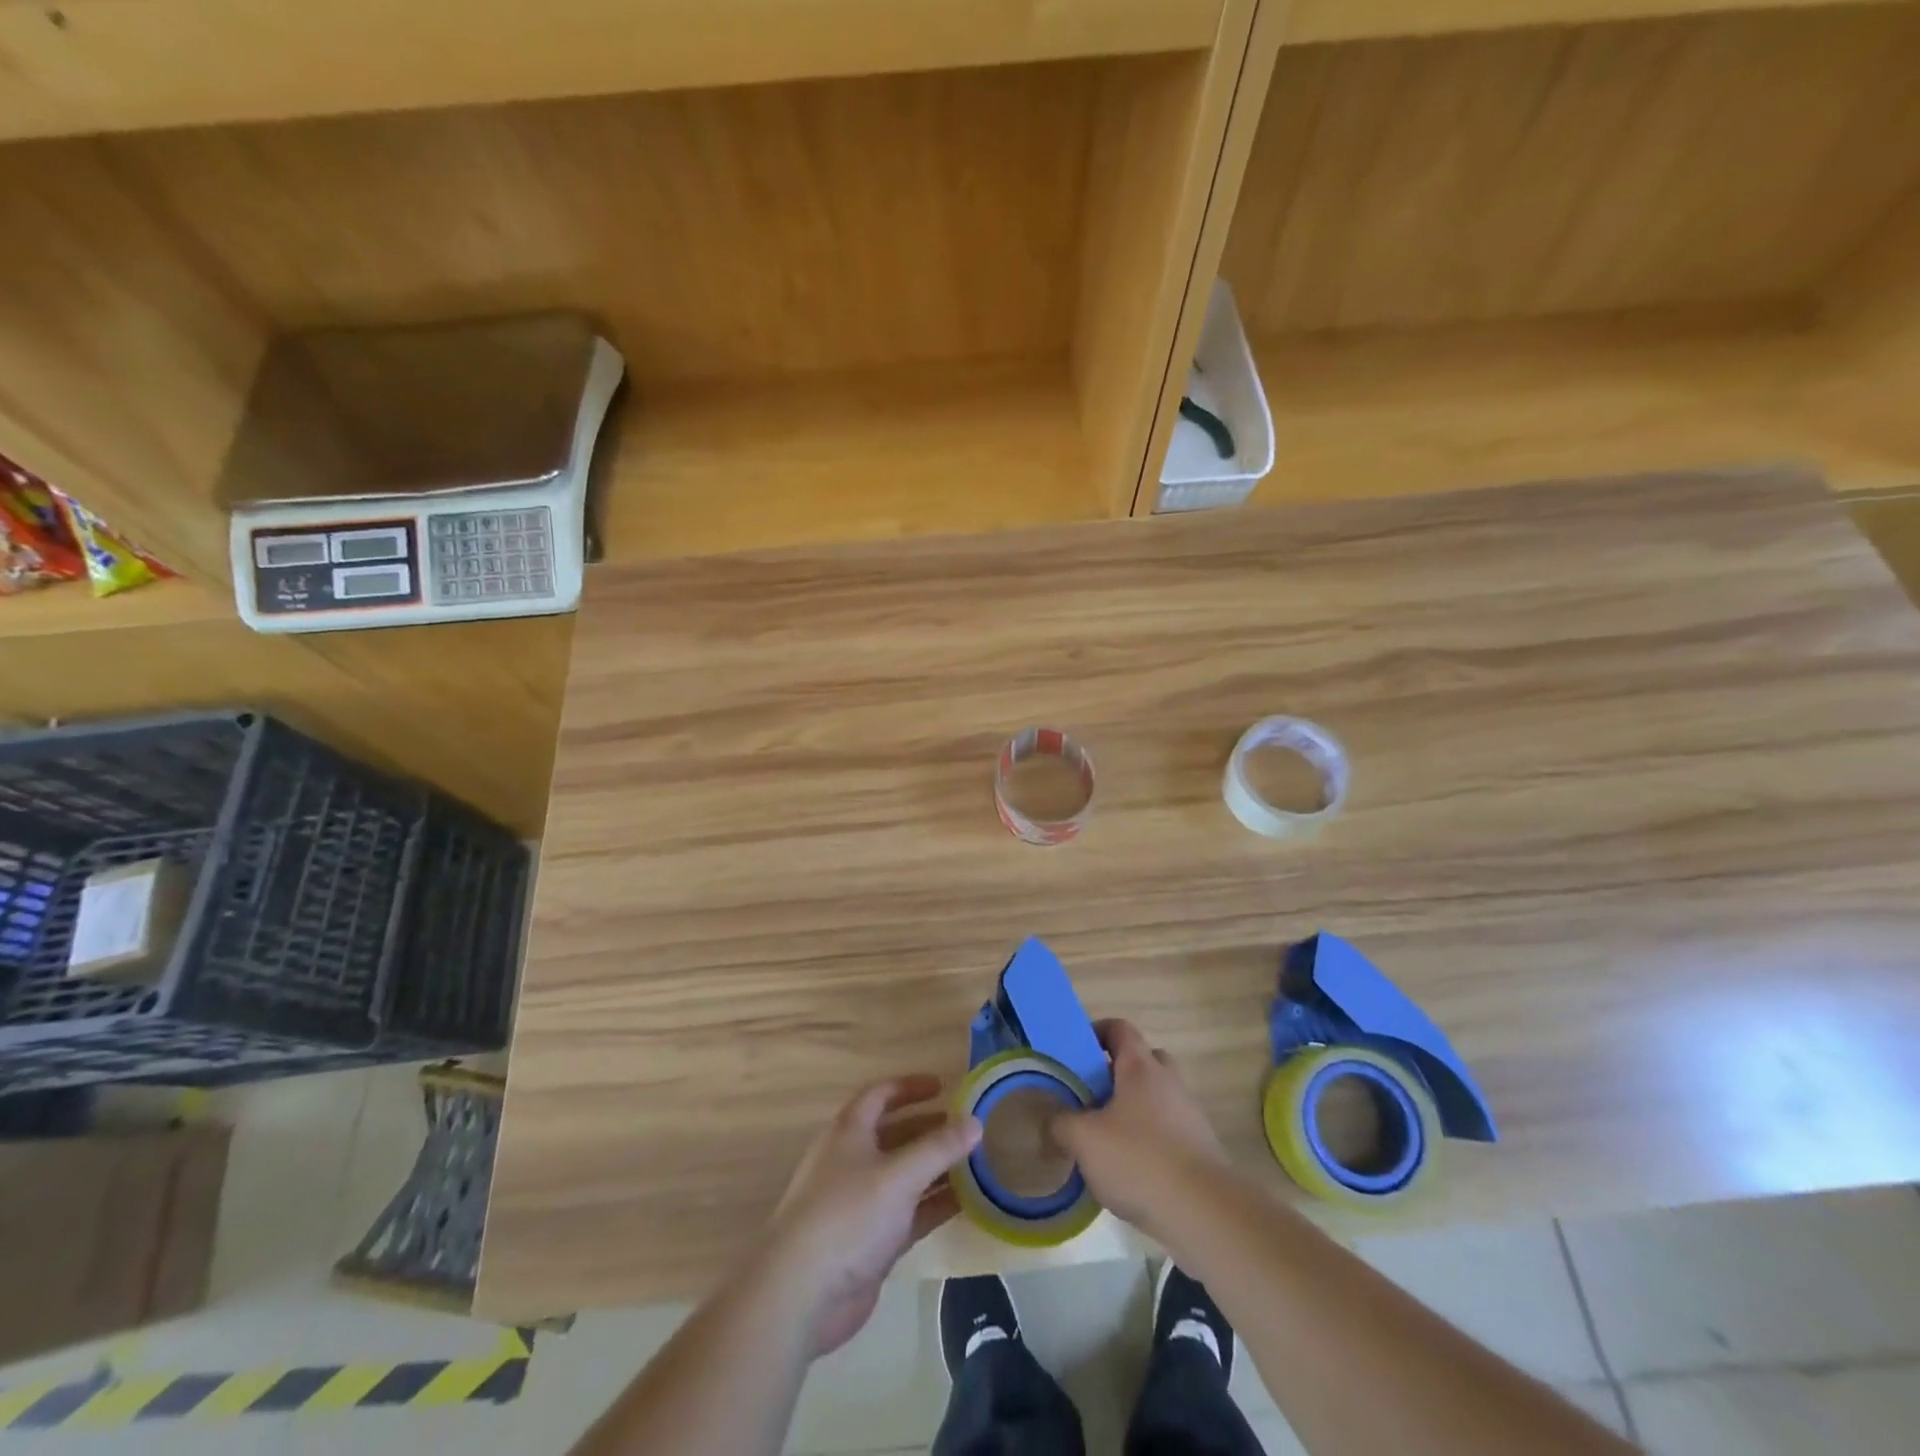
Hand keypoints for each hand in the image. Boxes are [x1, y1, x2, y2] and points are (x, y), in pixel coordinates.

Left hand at [764, 1075, 981, 1359]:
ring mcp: (862, 1203)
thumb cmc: (847, 1215)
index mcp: (849, 1132)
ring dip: (936, 1168)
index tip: (944, 1086)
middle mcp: (853, 1161)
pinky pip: (909, 1213)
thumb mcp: (898, 1174)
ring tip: (976, 1163)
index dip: (910, 1087)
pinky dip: (934, 1204)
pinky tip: (966, 1203)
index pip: (881, 1095)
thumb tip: (975, 1122)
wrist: (801, 1293)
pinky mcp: (871, 1241)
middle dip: (929, 1128)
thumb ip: (939, 1148)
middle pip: (895, 1134)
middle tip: (966, 1128)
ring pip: (905, 1175)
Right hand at [1047, 1019, 1229, 1240]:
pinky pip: (1169, 1132)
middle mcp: (1169, 1082)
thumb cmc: (1139, 1160)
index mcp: (1141, 1068)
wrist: (1205, 1213)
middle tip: (1092, 1094)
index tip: (1076, 1051)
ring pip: (1157, 1098)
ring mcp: (1189, 1116)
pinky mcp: (1201, 1150)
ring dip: (1133, 1110)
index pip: (1120, 1029)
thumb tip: (1050, 1120)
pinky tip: (1130, 1171)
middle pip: (1144, 1060)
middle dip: (1118, 1073)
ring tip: (1105, 1139)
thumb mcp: (1084, 1140)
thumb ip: (1061, 1124)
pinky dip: (1149, 1141)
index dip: (1097, 1032)